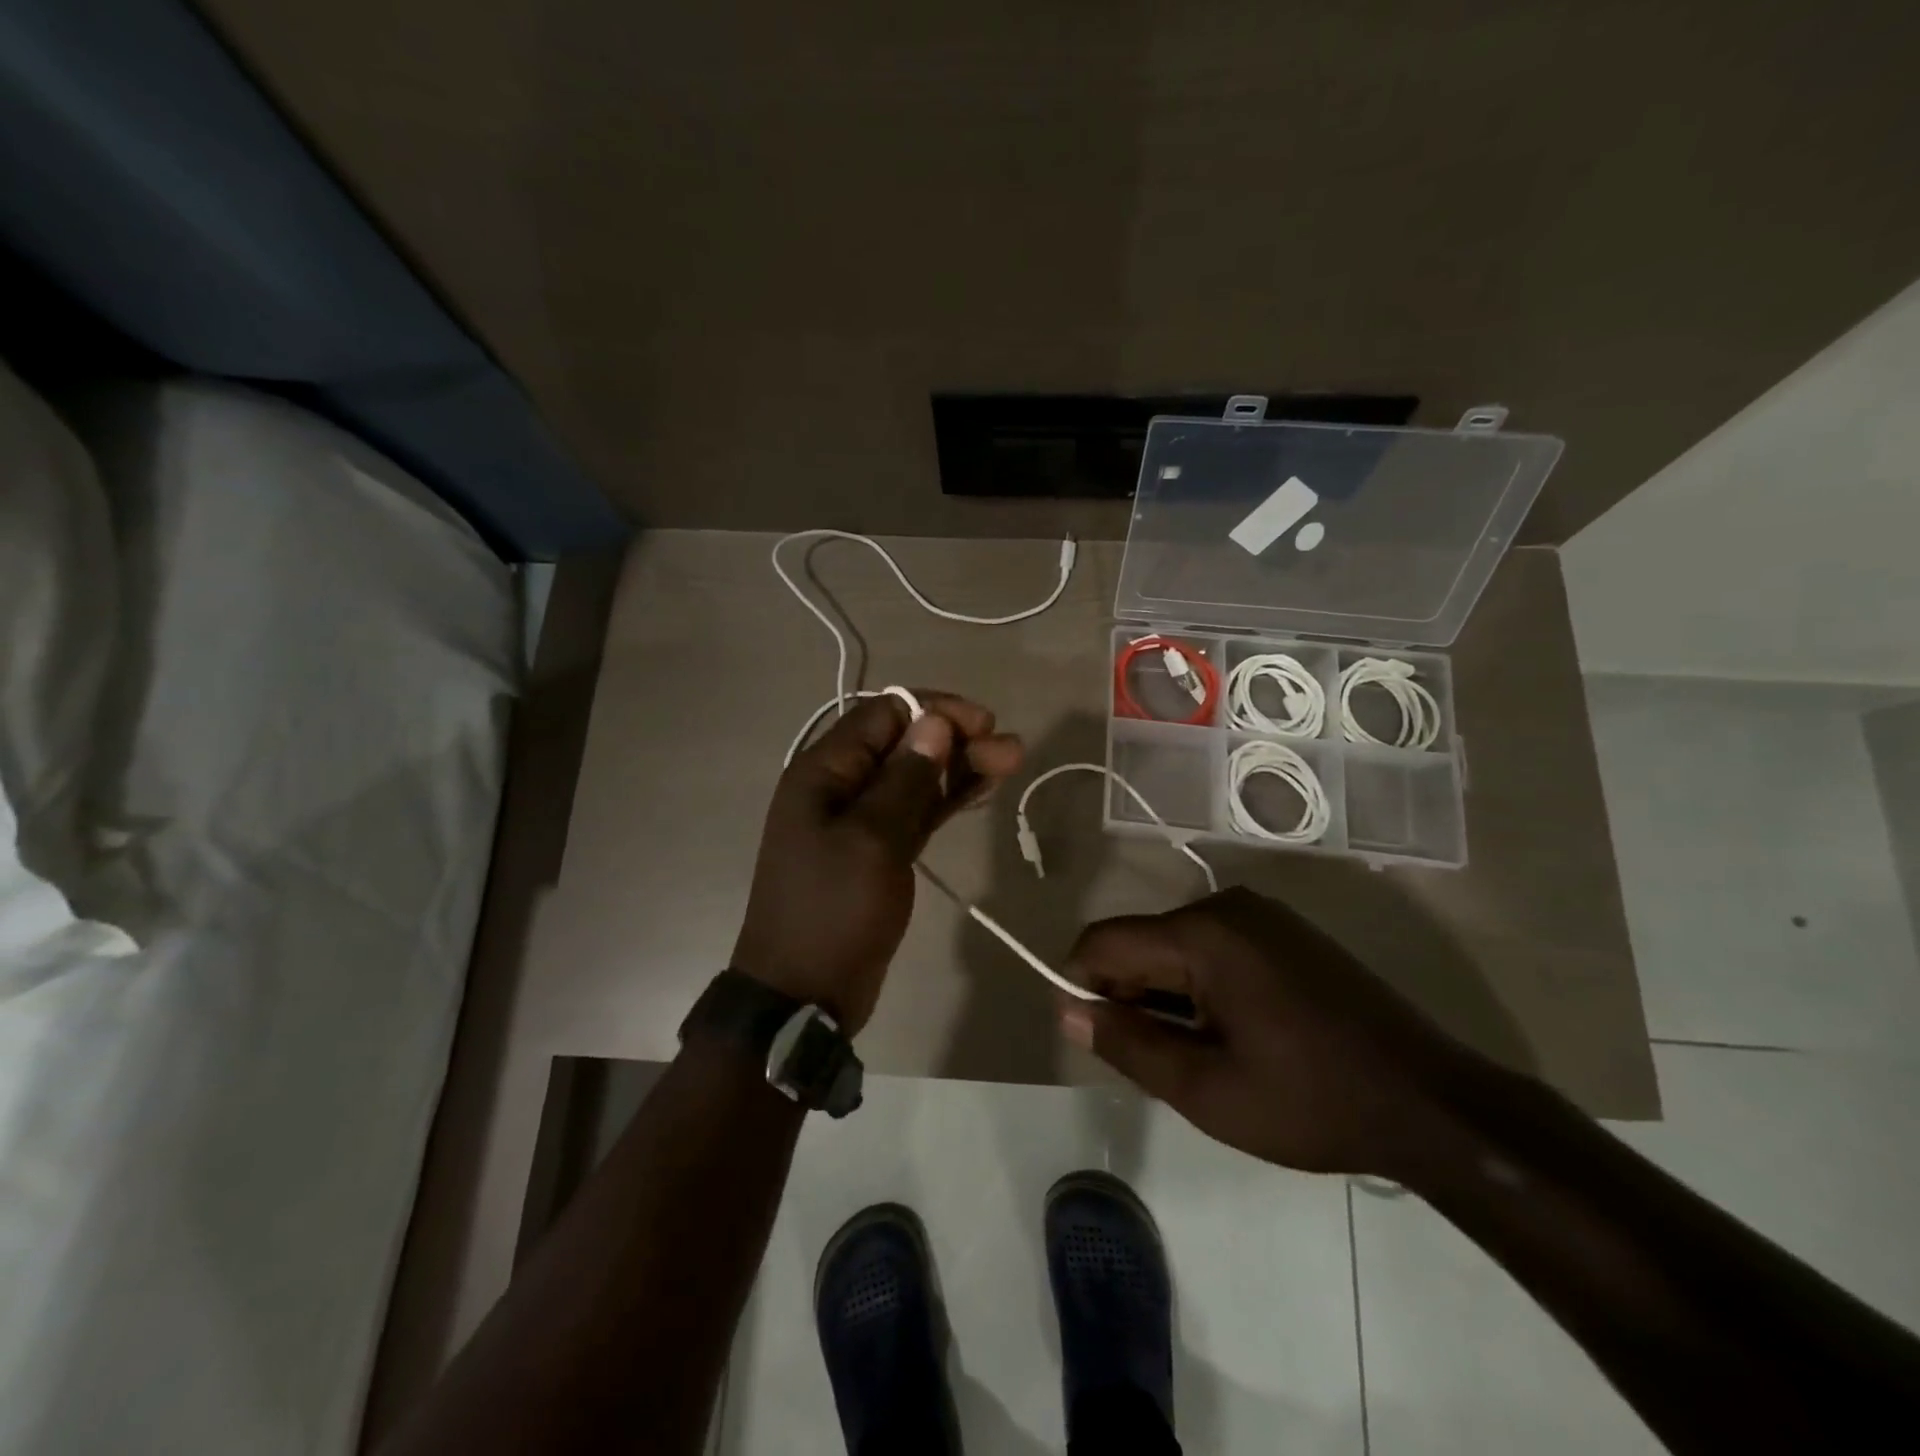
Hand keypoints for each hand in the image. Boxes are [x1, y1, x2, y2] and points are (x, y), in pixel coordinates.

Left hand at [733, 692, 1022, 1033]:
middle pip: (903, 744)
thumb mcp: (872, 840)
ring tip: (1010, 761)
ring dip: (958, 766)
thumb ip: (905, 779)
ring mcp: (858, 820)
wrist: (804, 994)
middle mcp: (838, 786)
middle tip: (1010, 750)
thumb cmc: (833, 911)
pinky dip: (946, 798)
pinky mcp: (877, 850)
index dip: (935, 711)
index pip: (883, 715)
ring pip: (914, 777)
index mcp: (823, 771)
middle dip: (955, 739)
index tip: (982, 725)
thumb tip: (933, 721)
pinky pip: (915, 811)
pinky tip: (983, 788)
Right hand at [1059, 887, 1488, 1177]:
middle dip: (1128, 995)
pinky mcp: (1285, 933)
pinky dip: (1199, 988)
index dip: (1080, 984)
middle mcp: (1226, 907)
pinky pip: (1214, 948)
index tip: (1091, 1037)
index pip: (1104, 941)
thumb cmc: (1310, 1100)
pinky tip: (1228, 1035)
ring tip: (1193, 1056)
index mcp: (1202, 934)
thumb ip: (1128, 1044)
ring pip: (1177, 947)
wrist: (1432, 1103)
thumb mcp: (1205, 1089)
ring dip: (1165, 996)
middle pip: (1142, 941)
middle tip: (1150, 1061)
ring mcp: (1262, 916)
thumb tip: (1069, 1011)